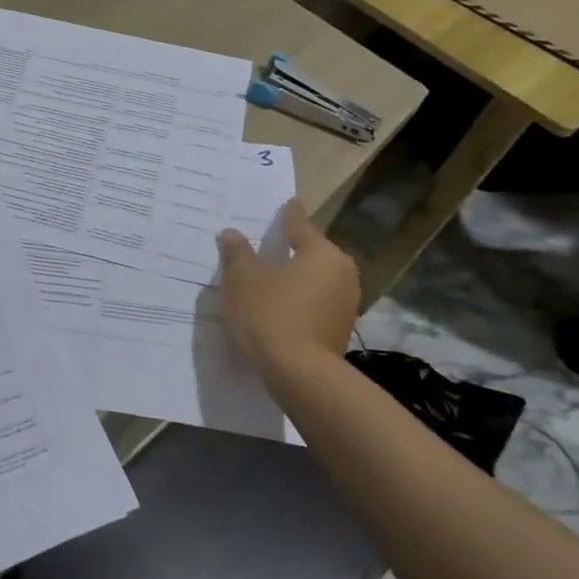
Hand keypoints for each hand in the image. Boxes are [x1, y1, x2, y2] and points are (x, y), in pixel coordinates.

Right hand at [216, 200, 358, 379]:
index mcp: (321, 252)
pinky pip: (316, 301)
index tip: (286, 203)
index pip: (300, 224)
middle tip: (268, 243)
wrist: (300, 375)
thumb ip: (237, 253)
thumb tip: (232, 233)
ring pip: (316, 278)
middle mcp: (341, 272)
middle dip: (291, 248)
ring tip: (270, 276)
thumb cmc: (270, 315)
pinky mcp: (341, 328)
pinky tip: (280, 304)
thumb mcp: (242, 279)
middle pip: (312, 251)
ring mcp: (346, 302)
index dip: (288, 214)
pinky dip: (300, 298)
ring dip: (295, 276)